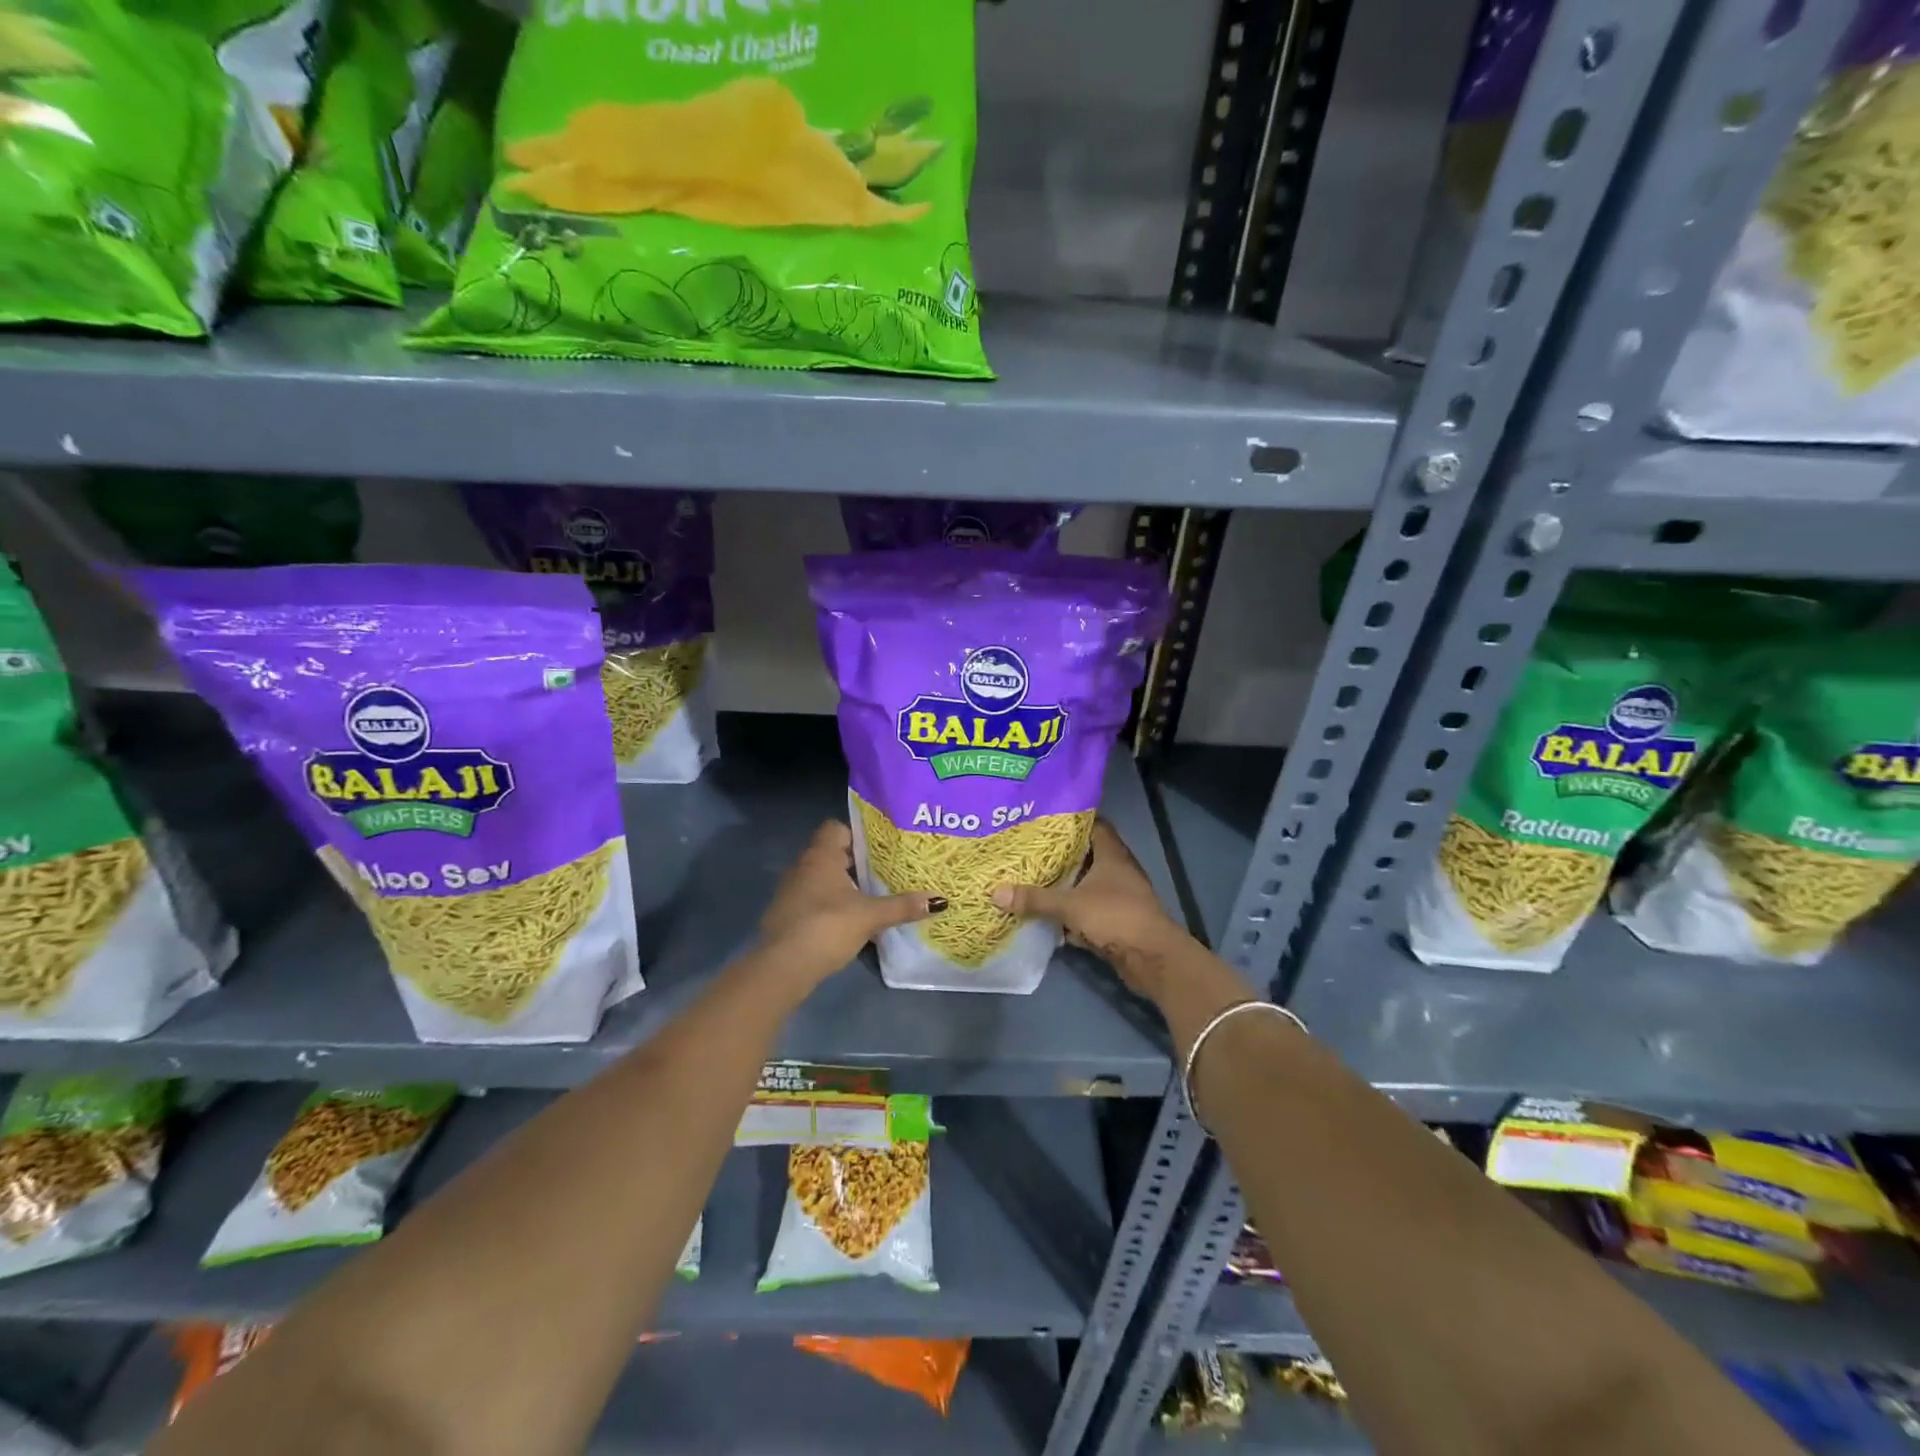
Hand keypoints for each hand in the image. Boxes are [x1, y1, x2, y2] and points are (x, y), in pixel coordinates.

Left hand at [759, 820, 942, 985]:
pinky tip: (846, 920)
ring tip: (869, 896)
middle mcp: (802, 866)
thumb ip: (903, 906)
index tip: (879, 848)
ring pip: (820, 877)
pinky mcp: (785, 914)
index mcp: (821, 856)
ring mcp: (789, 890)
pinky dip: (827, 904)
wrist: (783, 966)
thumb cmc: (827, 927)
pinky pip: (811, 899)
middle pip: (830, 853)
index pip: (836, 828)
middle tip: (883, 871)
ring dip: (840, 885)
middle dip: (854, 862)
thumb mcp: (871, 916)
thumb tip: (939, 900)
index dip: (857, 834)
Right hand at [991, 820, 1186, 1000]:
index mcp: (1112, 854)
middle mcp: (1118, 870)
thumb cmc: (1115, 917)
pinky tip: (1048, 912)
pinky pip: (1088, 908)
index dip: (1071, 820)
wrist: (1151, 958)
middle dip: (1061, 853)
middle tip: (1029, 848)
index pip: (1093, 825)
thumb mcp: (1070, 905)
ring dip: (1066, 883)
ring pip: (1087, 883)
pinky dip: (1071, 910)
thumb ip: (1034, 898)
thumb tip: (995, 892)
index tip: (1044, 819)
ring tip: (1033, 876)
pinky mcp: (1116, 919)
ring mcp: (1119, 896)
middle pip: (1087, 854)